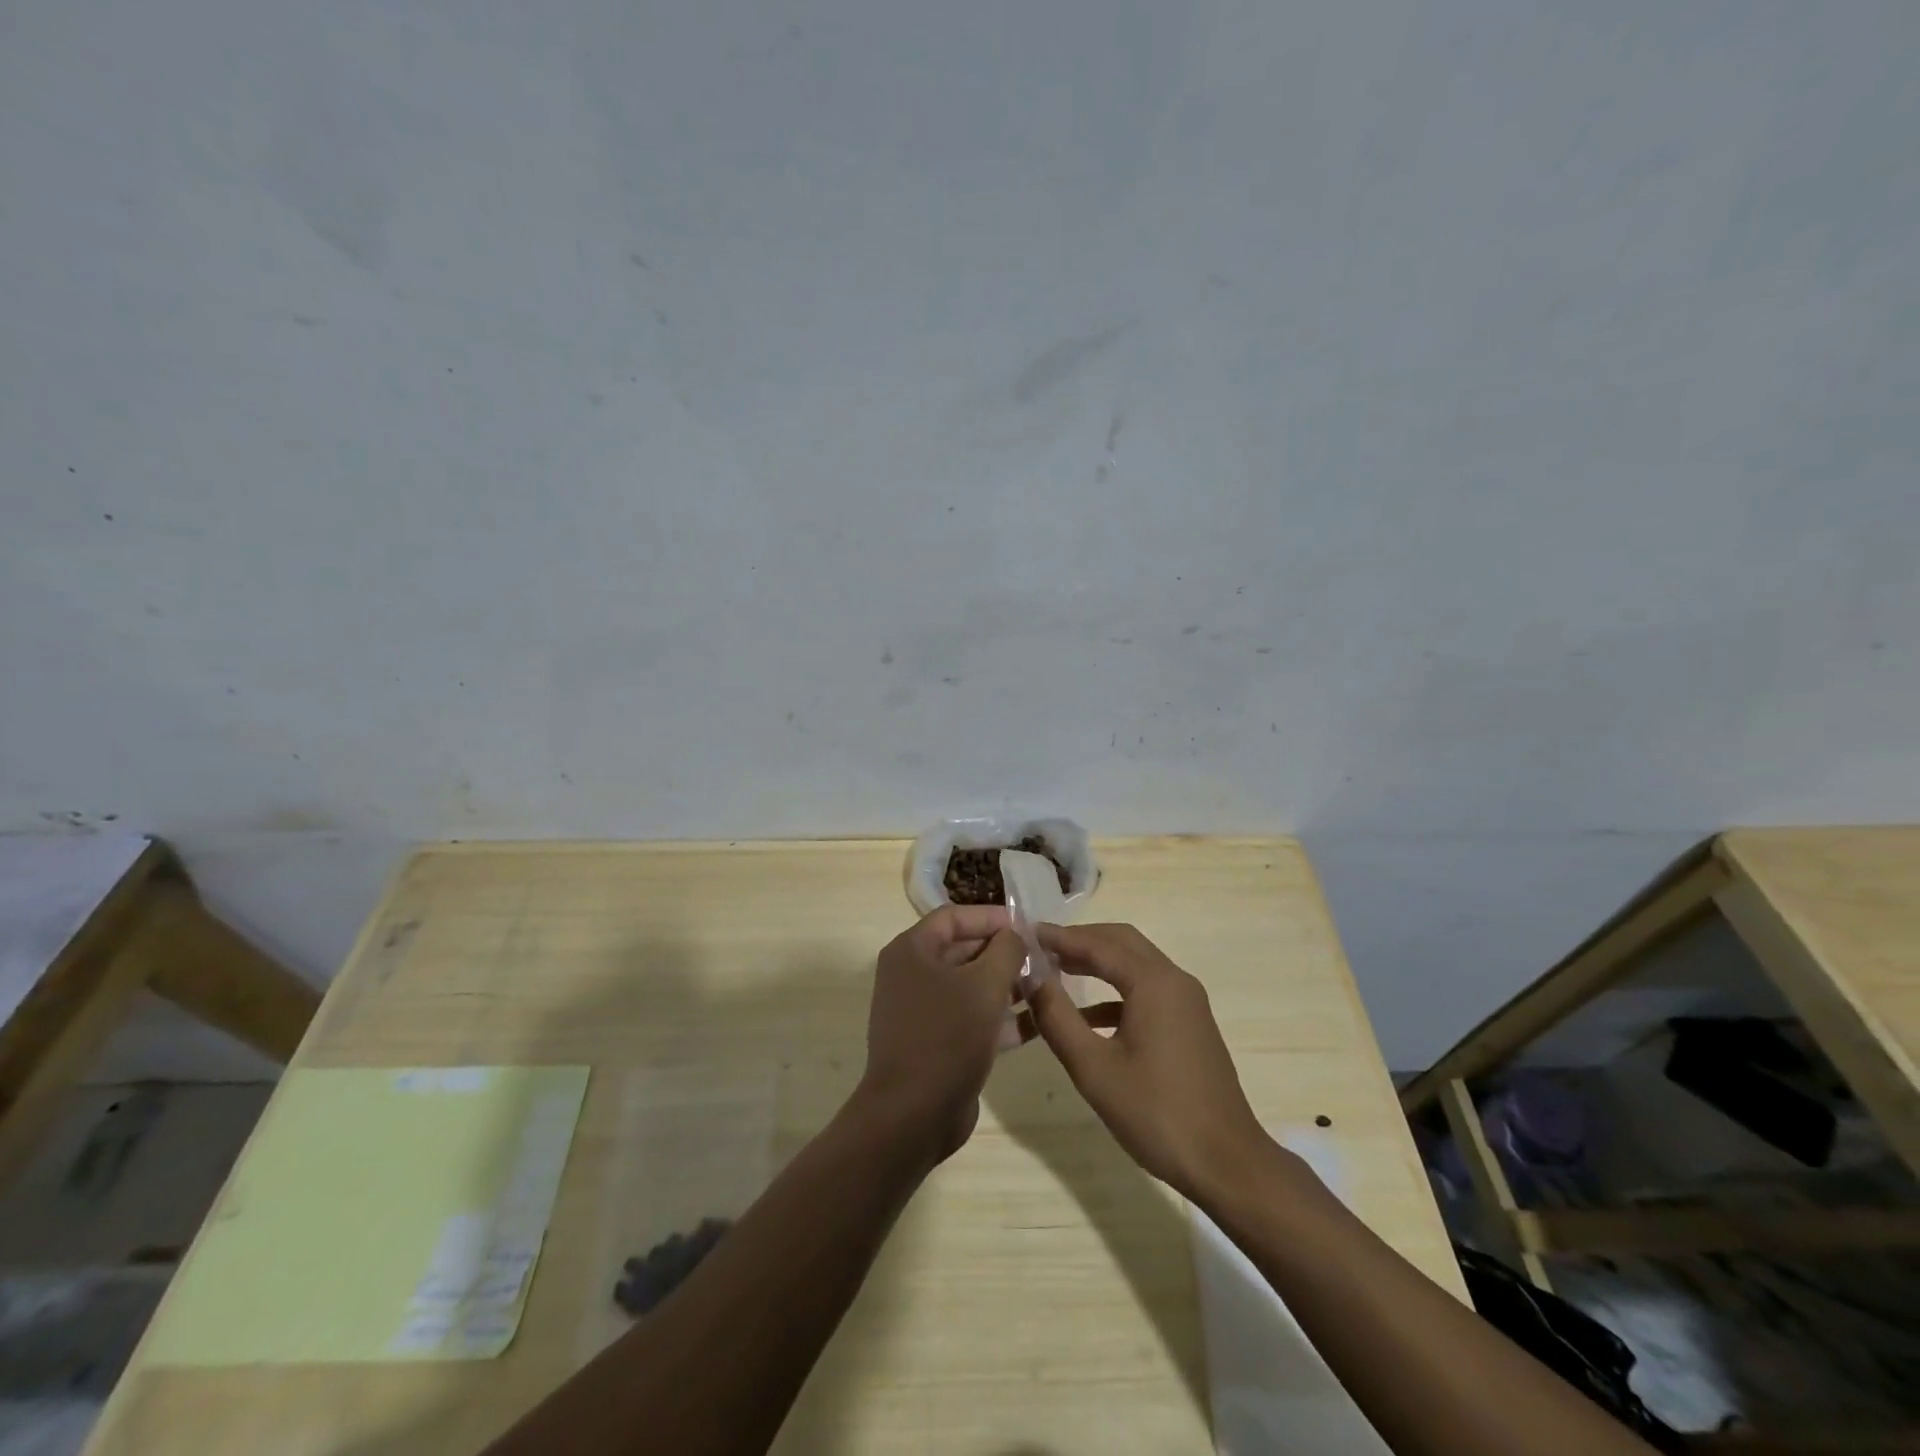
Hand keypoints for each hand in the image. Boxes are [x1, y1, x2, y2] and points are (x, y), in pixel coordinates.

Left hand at [859, 905, 1024, 1163]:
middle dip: (1003, 953)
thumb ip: (1006, 950)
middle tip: (1043, 958)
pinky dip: (999, 1017)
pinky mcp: (936, 1043)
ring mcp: (922, 1011)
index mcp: (912, 951)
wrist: (913, 1115)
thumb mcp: (985, 985)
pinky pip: (971, 1018)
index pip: (954, 917)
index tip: (1028, 926)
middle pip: (963, 950)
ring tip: (1046, 987)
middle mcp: (912, 975)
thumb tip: (1015, 935)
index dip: (991, 917)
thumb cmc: (947, 1036)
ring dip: (1007, 985)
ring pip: (970, 987)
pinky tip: (1036, 1022)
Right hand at [1027, 923, 1267, 1198]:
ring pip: (1135, 964)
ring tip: (1057, 970)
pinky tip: (1087, 1016)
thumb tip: (1031, 978)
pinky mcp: (1189, 1024)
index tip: (1026, 934)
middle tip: (1041, 947)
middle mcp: (1174, 980)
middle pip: (1121, 942)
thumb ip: (1058, 1017)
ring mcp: (1187, 1002)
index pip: (1098, 944)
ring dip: (1098, 962)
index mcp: (1154, 983)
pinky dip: (1115, 991)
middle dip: (1080, 940)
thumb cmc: (1156, 1113)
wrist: (1226, 1163)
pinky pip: (1147, 990)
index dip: (1060, 937)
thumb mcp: (1094, 1068)